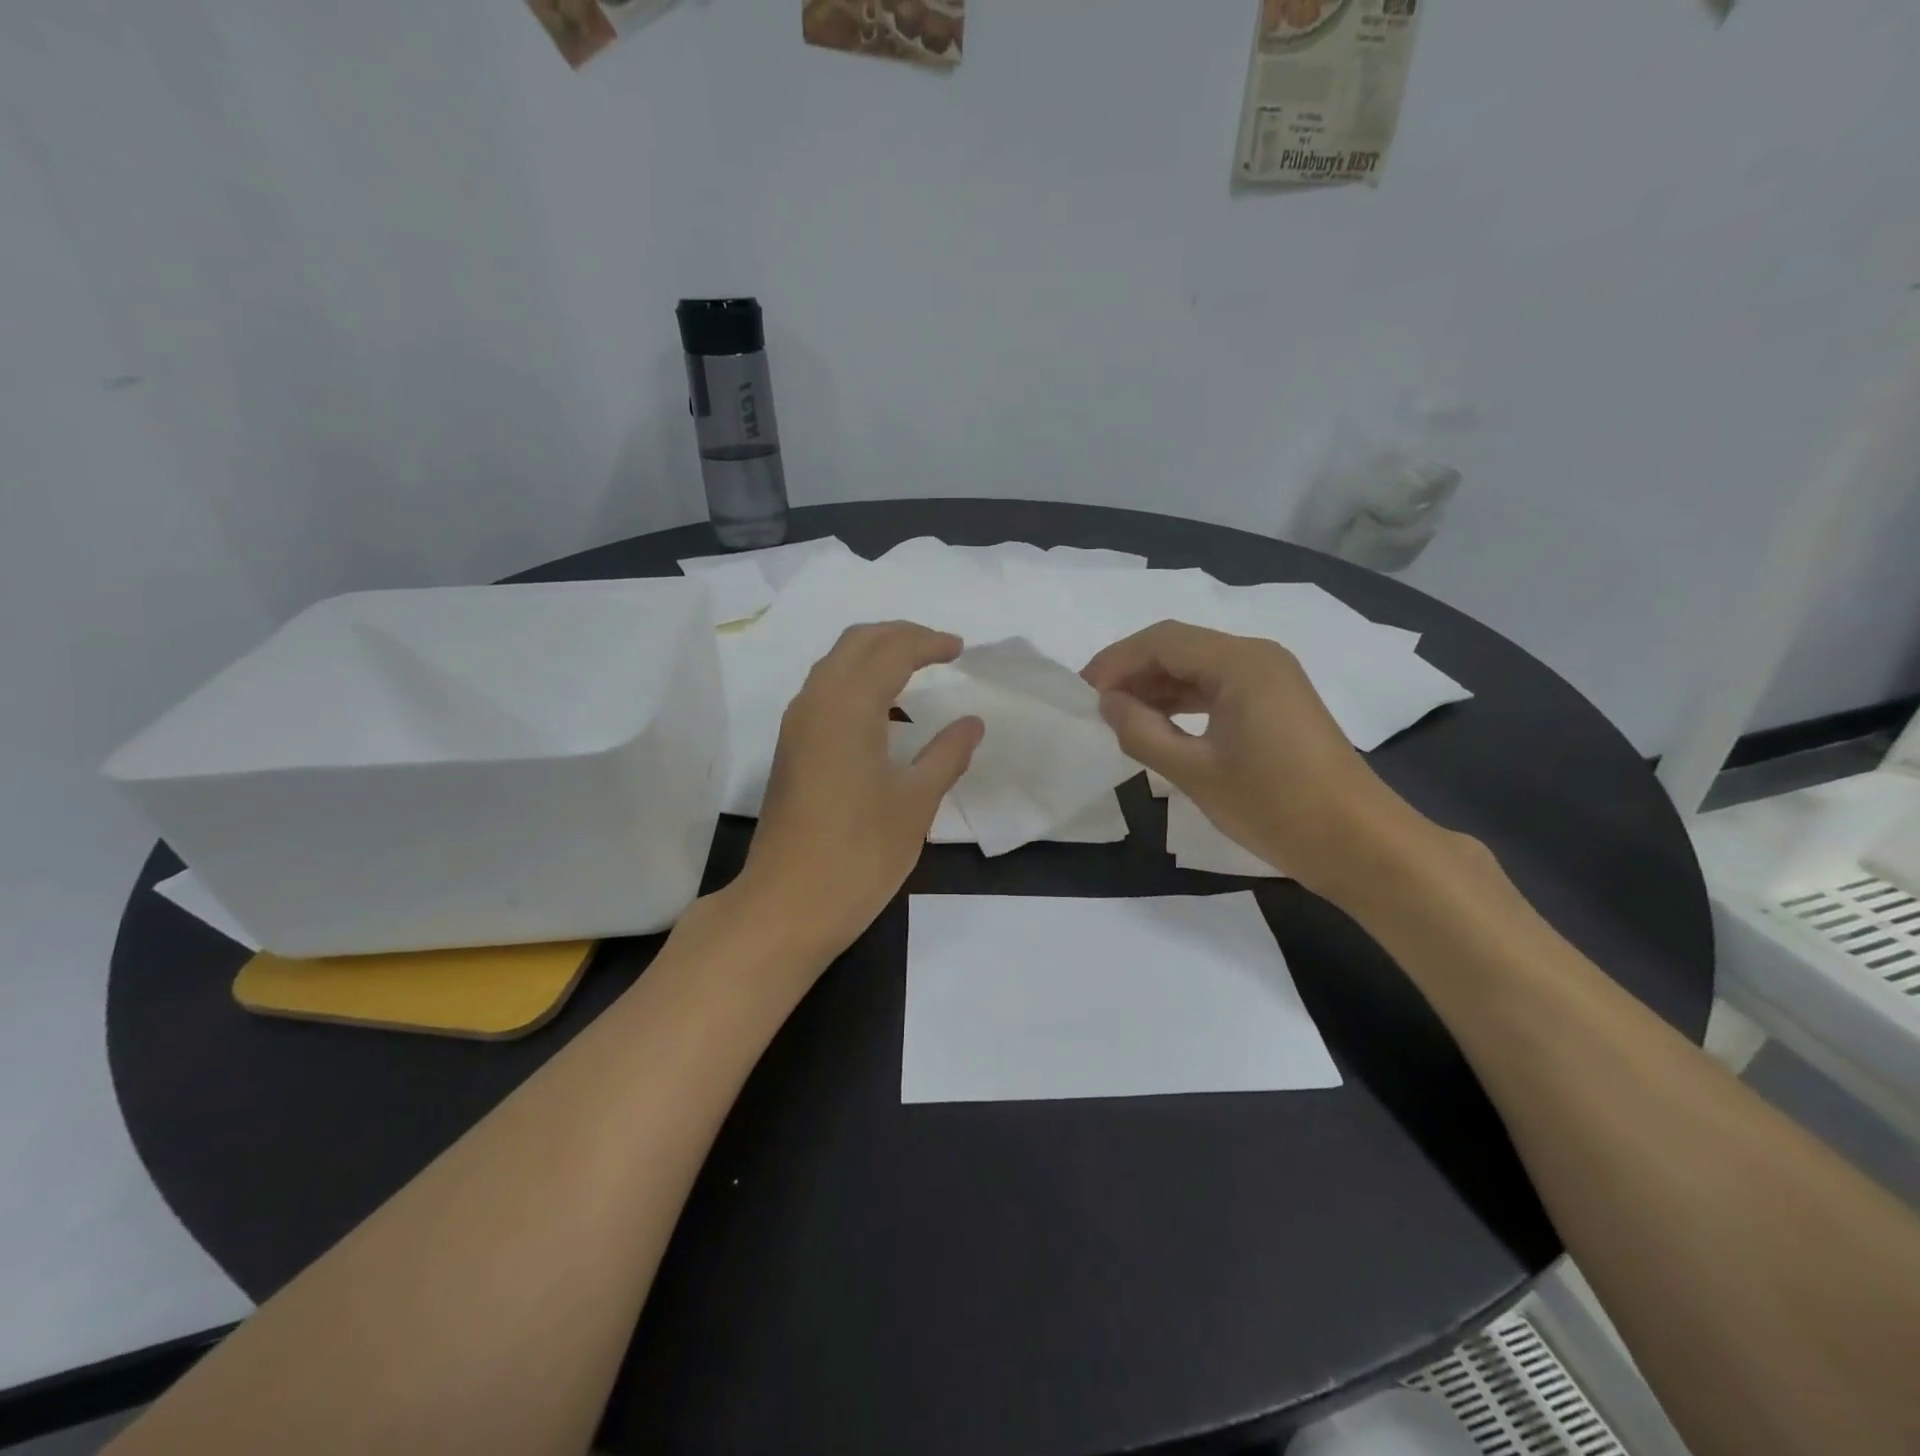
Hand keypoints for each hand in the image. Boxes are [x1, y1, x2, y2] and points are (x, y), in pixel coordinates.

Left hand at [741, 622, 983, 957]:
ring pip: (835, 664)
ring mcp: (796, 725)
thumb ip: (946, 755)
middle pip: (856, 643)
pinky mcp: (790, 748)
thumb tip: (972, 722)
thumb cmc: (859, 854)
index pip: (891, 651)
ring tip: (915, 671)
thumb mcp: (915, 803)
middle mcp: (815, 702)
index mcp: (848, 707)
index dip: (928, 643)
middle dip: (899, 636)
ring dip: (875, 656)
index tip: (960, 649)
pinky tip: (884, 713)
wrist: (788, 904)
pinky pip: (825, 691)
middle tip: (939, 648)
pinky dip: (857, 682)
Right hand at [1082, 620, 1423, 900]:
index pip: (1162, 641)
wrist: (1360, 844)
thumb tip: (1107, 704)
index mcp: (1241, 663)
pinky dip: (1183, 701)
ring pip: (1198, 667)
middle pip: (1180, 648)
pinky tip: (1159, 725)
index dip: (1115, 662)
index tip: (1081, 695)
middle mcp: (1258, 657)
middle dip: (1133, 672)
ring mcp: (1272, 679)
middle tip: (1096, 708)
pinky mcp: (1277, 703)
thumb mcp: (1196, 773)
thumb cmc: (1276, 806)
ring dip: (1156, 687)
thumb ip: (1142, 732)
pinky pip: (1218, 687)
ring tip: (1119, 718)